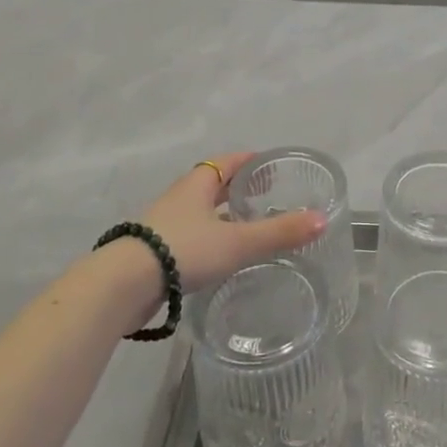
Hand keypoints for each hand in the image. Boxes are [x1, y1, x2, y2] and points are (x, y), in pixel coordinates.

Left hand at [133, 152, 326, 295]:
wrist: (123, 285)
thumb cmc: (183, 250)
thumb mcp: (238, 242)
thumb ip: (279, 232)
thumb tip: (322, 219)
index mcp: (197, 185)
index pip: (228, 162)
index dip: (250, 161)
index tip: (271, 165)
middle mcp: (180, 198)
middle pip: (213, 185)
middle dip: (238, 189)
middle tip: (266, 196)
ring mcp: (165, 225)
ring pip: (200, 213)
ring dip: (222, 216)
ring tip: (248, 227)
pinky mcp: (155, 252)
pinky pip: (190, 236)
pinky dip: (209, 239)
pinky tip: (221, 256)